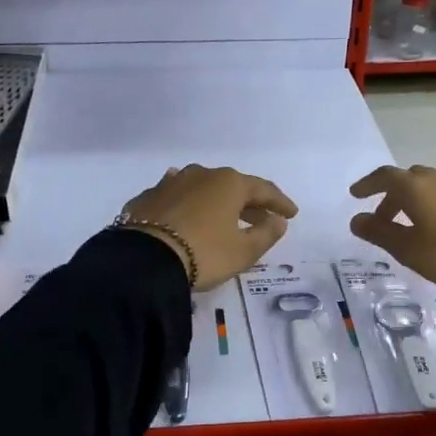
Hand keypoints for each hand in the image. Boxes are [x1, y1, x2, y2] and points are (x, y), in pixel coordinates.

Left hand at [118, 164, 297, 287]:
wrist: (143, 261)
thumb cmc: (204, 254)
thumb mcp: (243, 251)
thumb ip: (266, 234)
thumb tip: (277, 221)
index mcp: (229, 183)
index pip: (263, 189)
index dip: (280, 203)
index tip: (291, 215)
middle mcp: (200, 174)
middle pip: (232, 187)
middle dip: (249, 203)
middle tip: (262, 218)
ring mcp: (170, 183)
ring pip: (202, 189)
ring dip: (217, 202)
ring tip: (226, 217)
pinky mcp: (147, 198)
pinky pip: (177, 199)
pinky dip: (189, 207)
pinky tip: (188, 214)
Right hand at [349, 165, 435, 291]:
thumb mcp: (409, 250)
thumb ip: (380, 233)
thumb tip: (357, 219)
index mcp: (416, 189)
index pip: (385, 177)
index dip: (368, 184)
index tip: (356, 195)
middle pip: (413, 178)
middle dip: (397, 195)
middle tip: (389, 217)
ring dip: (430, 195)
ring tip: (428, 216)